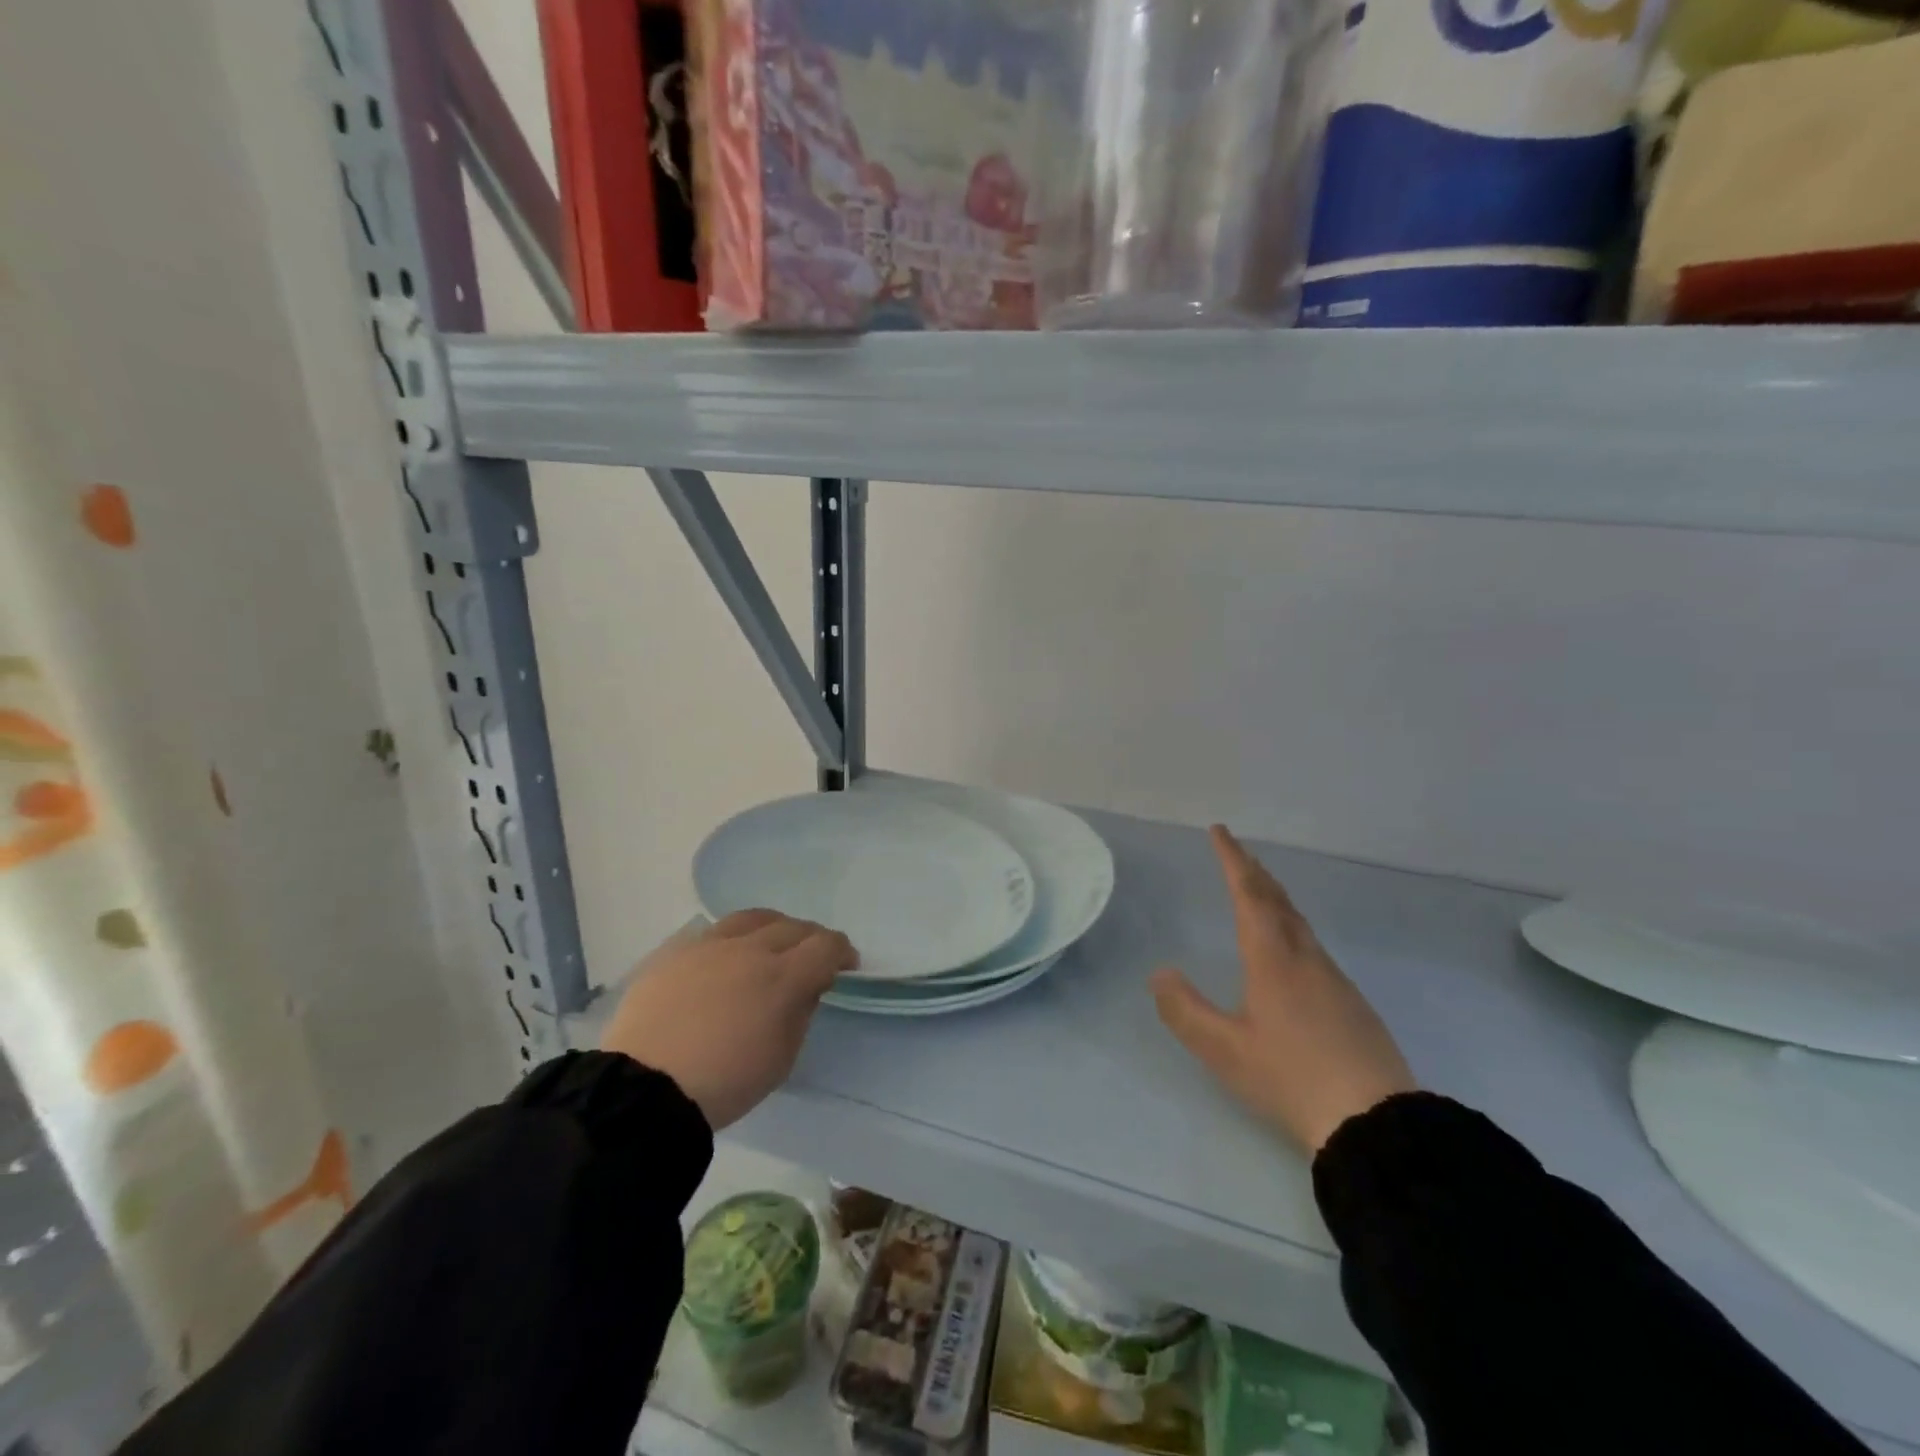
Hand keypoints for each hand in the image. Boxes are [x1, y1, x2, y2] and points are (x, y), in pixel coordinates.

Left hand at [601, 910, 857, 1130]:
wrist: (644, 1089)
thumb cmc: (724, 1083)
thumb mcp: (781, 1059)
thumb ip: (800, 1014)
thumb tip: (805, 988)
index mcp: (783, 977)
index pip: (826, 945)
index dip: (842, 952)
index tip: (845, 965)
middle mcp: (751, 949)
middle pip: (794, 927)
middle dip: (811, 939)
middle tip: (812, 958)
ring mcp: (710, 945)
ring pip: (754, 918)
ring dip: (774, 928)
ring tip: (772, 944)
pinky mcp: (677, 951)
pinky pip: (714, 931)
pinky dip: (734, 939)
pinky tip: (728, 957)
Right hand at [1152, 826, 1415, 1153]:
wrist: (1376, 1121)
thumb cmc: (1291, 1077)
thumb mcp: (1224, 1049)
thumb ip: (1185, 1010)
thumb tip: (1158, 973)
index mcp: (1272, 959)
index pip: (1249, 894)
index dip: (1232, 860)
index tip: (1219, 831)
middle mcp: (1305, 958)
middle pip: (1278, 901)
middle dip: (1254, 871)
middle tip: (1237, 851)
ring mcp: (1334, 979)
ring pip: (1299, 922)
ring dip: (1275, 897)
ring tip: (1259, 890)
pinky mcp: (1352, 1003)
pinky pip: (1312, 945)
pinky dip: (1291, 925)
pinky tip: (1290, 949)